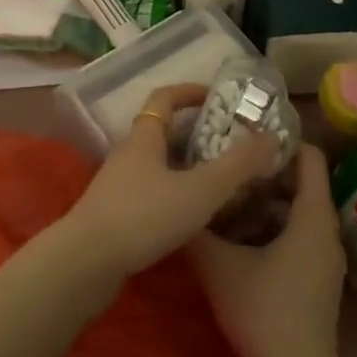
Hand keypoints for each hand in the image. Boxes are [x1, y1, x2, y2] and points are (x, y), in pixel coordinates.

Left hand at [58, 83, 278, 285]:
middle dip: (192, 133)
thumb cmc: (143, 216)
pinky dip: (171, 193)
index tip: (214, 96)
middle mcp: (128, 154)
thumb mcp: (199, 190)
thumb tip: (271, 137)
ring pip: (155, 164)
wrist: (86, 264)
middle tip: (226, 143)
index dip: (188, 92)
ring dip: (182, 166)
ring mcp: (117, 185)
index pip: (164, 98)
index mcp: (144, 137)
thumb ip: (237, 166)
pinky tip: (189, 216)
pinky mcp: (113, 215)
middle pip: (160, 131)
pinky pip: (148, 191)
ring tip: (216, 180)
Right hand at [188, 144, 345, 356]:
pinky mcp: (319, 278)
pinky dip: (275, 224)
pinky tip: (242, 234)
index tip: (247, 136)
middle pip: (302, 181)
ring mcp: (326, 257)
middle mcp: (326, 229)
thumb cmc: (264, 312)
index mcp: (312, 215)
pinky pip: (300, 233)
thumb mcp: (220, 266)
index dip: (281, 140)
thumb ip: (198, 229)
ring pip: (299, 209)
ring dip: (268, 199)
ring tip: (229, 193)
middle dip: (266, 169)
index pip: (309, 155)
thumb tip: (179, 199)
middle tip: (230, 162)